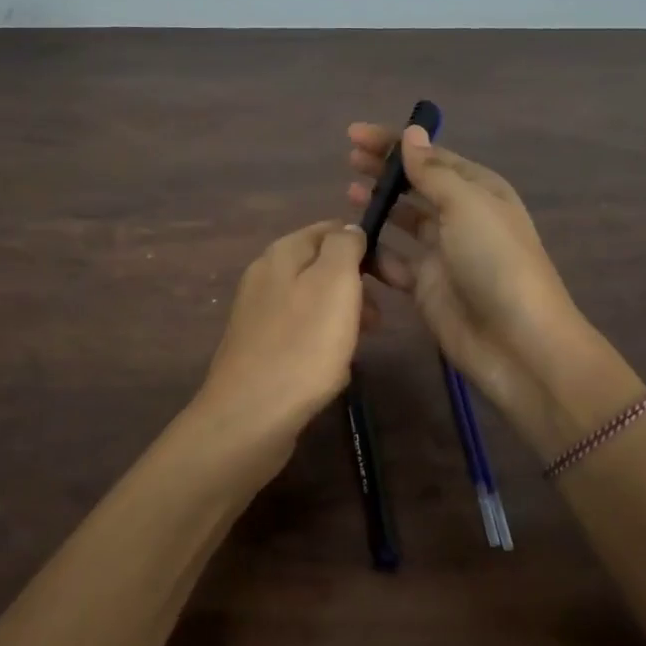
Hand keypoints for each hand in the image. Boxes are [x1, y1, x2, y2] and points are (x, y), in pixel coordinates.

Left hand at [191, 221, 373, 474]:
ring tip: (360, 343)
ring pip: (314, 301)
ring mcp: (258, 312)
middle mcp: (265, 275)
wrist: (251, 416)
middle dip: (357, 286)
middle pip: (322, 266)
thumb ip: (344, 247)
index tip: (394, 277)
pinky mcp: (258, 346)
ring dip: (343, 316)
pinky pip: (301, 332)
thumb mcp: (334, 283)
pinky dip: (322, 342)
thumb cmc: (303, 345)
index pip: (332, 230)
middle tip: (380, 318)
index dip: (367, 247)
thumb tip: (350, 230)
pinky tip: (332, 367)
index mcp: (283, 252)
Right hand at [347, 122, 588, 432]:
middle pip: (416, 186)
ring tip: (348, 194)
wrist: (517, 342)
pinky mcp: (427, 287)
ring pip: (404, 221)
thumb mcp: (466, 205)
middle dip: (385, 171)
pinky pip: (394, 263)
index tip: (354, 134)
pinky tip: (352, 243)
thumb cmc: (495, 261)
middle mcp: (461, 217)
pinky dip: (375, 252)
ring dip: (379, 207)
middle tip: (348, 160)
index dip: (394, 143)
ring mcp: (443, 253)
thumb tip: (412, 134)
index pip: (431, 157)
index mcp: (478, 190)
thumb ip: (432, 172)